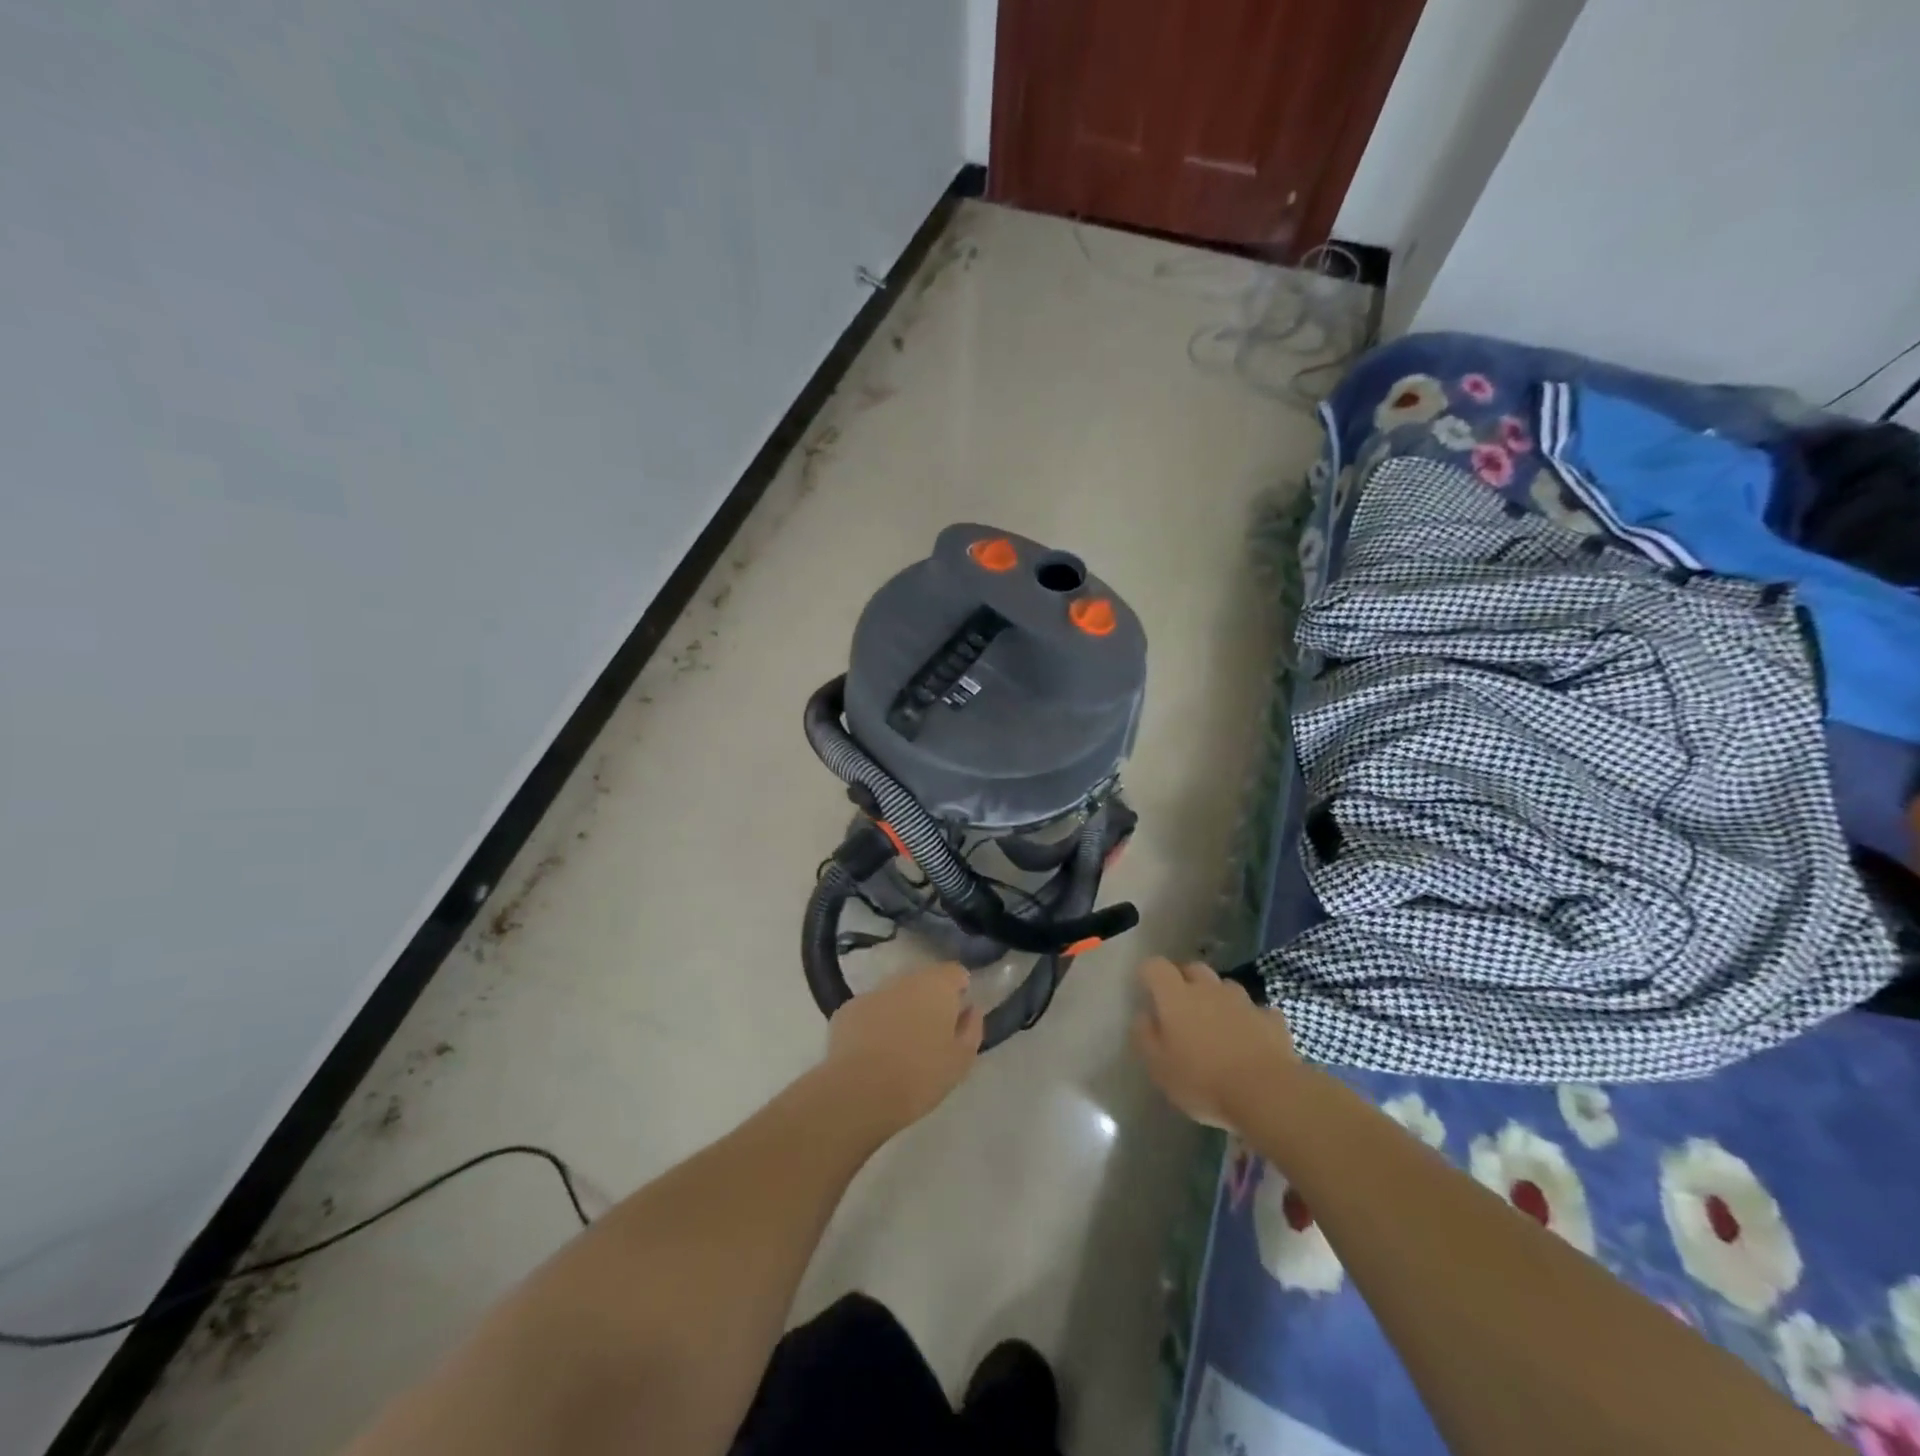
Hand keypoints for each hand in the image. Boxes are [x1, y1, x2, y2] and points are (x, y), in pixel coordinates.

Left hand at [824, 963, 983, 1132]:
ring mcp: (872, 992)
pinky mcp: (847, 1010)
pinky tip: (872, 1053)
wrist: (861, 1092)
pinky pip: (869, 1011)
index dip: (959, 990)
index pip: (955, 972)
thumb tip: (970, 1010)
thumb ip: (971, 1028)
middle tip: (930, 1036)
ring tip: (900, 1048)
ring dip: (900, 1012)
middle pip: (923, 982)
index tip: (957, 1016)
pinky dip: (874, 1024)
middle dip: (928, 1001)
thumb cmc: (921, 1075)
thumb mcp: (961, 1060)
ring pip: (894, 996)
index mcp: (937, 986)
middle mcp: (904, 980)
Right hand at [1133, 958, 1298, 1131]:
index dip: (1149, 973)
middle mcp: (1209, 989)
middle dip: (1184, 979)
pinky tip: (1250, 1038)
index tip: (1146, 989)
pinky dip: (1250, 1019)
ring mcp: (1243, 1002)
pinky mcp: (1271, 1019)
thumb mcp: (1159, 1067)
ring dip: (1218, 998)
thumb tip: (1143, 1015)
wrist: (1267, 1094)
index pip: (1155, 966)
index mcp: (1176, 996)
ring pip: (1225, 986)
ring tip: (1216, 1023)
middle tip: (1180, 1006)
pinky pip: (1256, 1011)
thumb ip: (1145, 1036)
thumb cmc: (1203, 1081)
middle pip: (1193, 968)